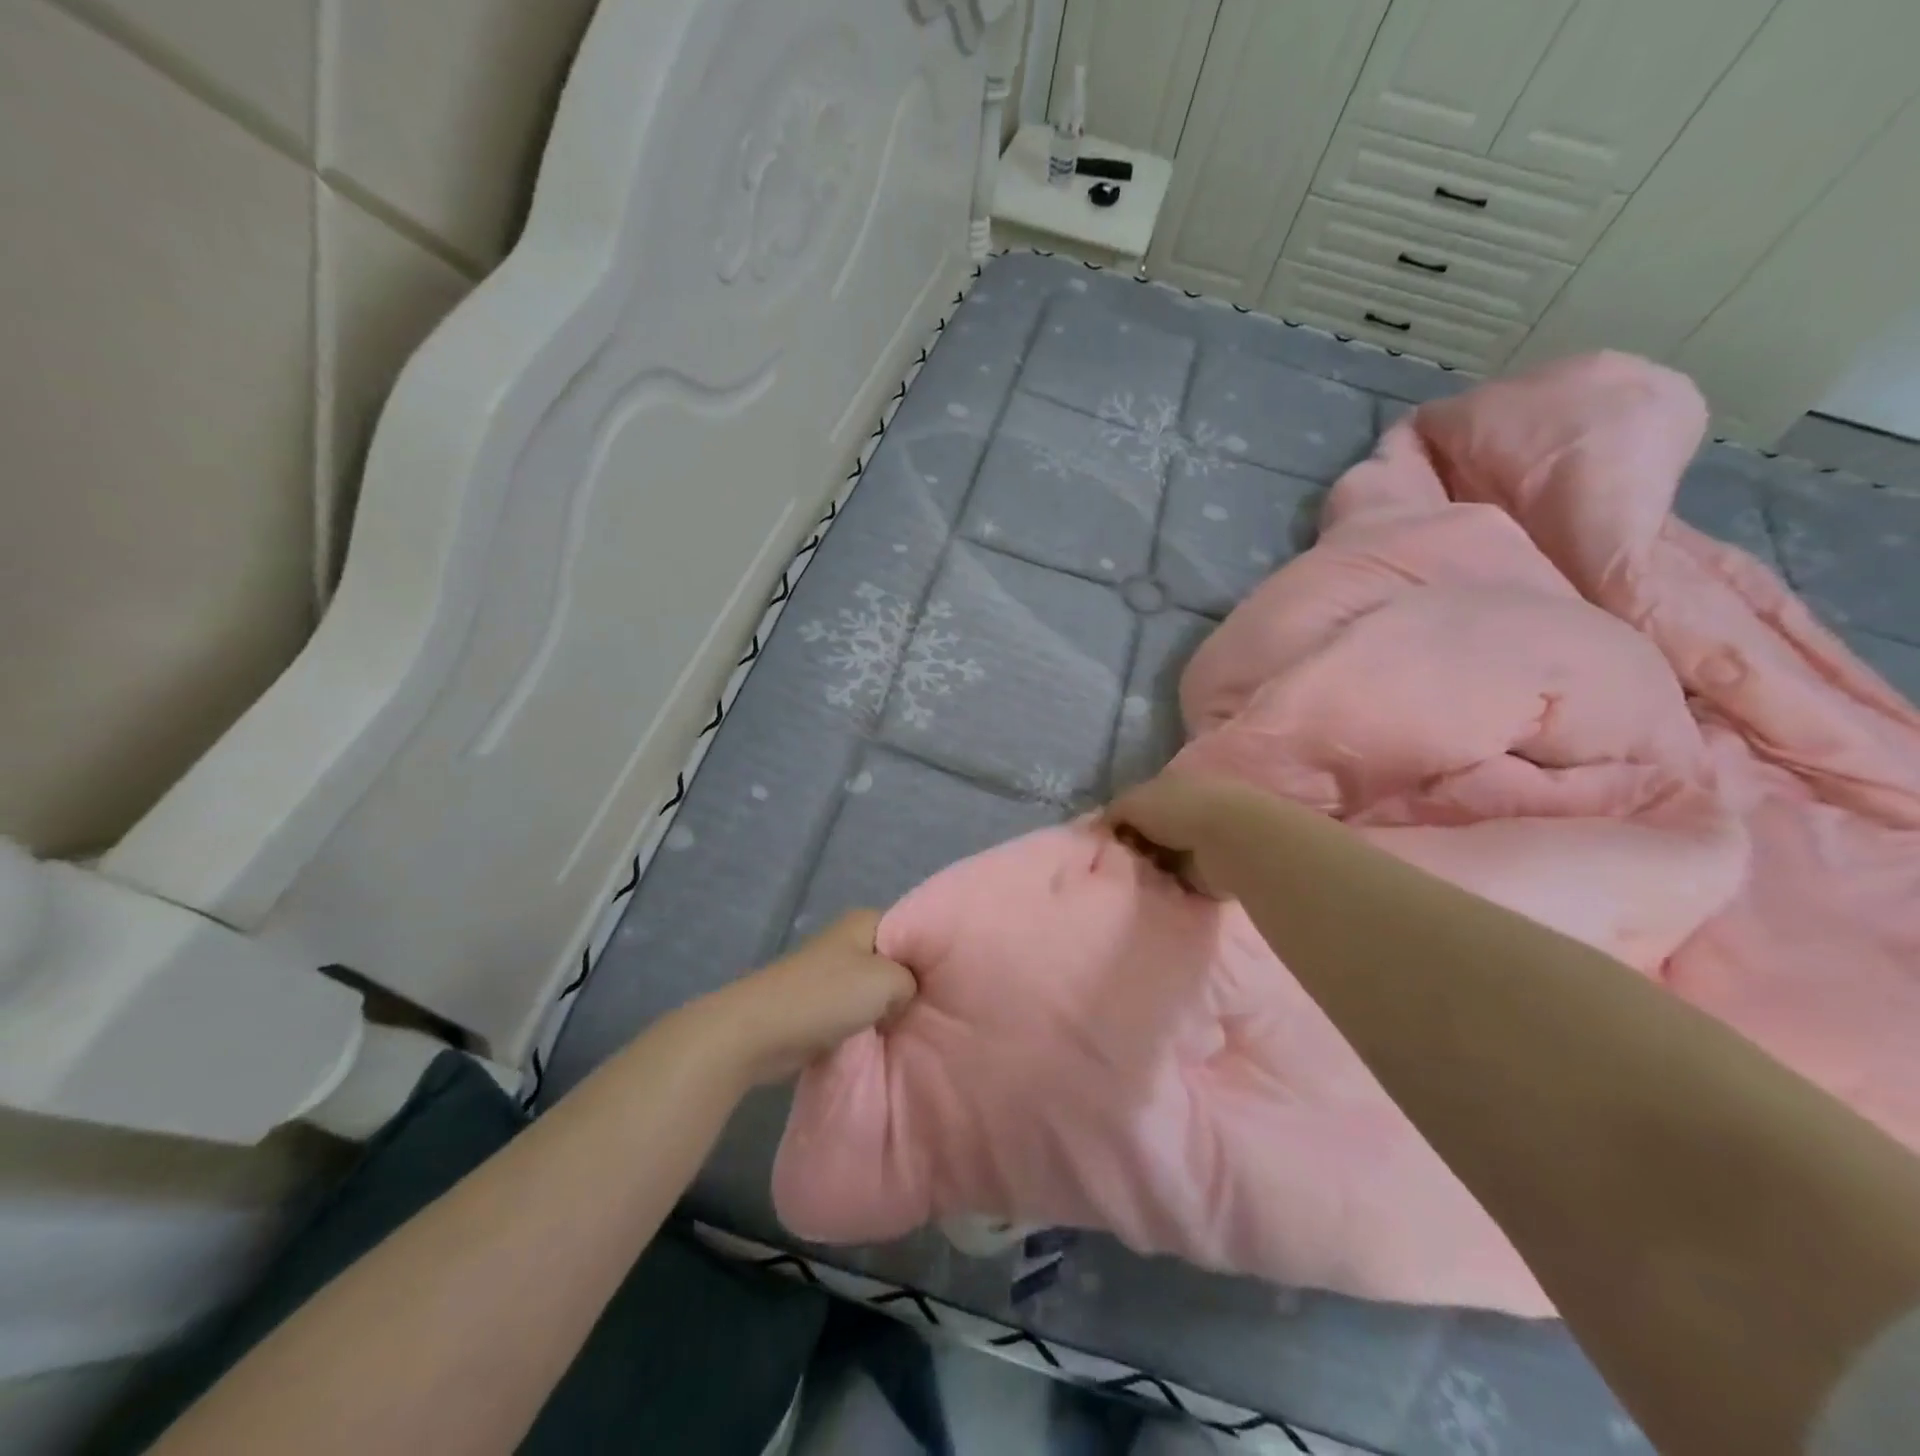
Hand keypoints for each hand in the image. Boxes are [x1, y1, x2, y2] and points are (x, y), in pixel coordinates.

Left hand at [699, 911, 916, 1084]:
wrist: (759, 1031)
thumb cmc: (826, 996)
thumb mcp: (887, 981)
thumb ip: (911, 982)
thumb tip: (904, 995)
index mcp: (864, 922)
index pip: (911, 931)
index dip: (929, 956)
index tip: (947, 984)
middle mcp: (848, 941)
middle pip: (893, 962)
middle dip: (908, 986)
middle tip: (935, 1011)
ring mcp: (830, 974)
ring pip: (874, 990)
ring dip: (886, 1010)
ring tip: (913, 1029)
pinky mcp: (818, 1005)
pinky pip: (855, 1012)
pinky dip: (866, 1026)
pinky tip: (882, 1041)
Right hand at [1104, 770, 1282, 900]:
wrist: (1230, 841)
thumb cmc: (1180, 810)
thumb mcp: (1133, 801)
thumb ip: (1113, 812)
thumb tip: (1099, 828)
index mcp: (1172, 787)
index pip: (1139, 805)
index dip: (1120, 822)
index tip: (1105, 841)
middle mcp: (1187, 813)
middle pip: (1150, 834)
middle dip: (1133, 849)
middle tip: (1116, 864)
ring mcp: (1201, 844)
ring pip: (1162, 860)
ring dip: (1149, 870)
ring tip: (1132, 881)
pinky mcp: (1210, 874)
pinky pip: (1178, 884)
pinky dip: (1167, 889)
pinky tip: (1153, 893)